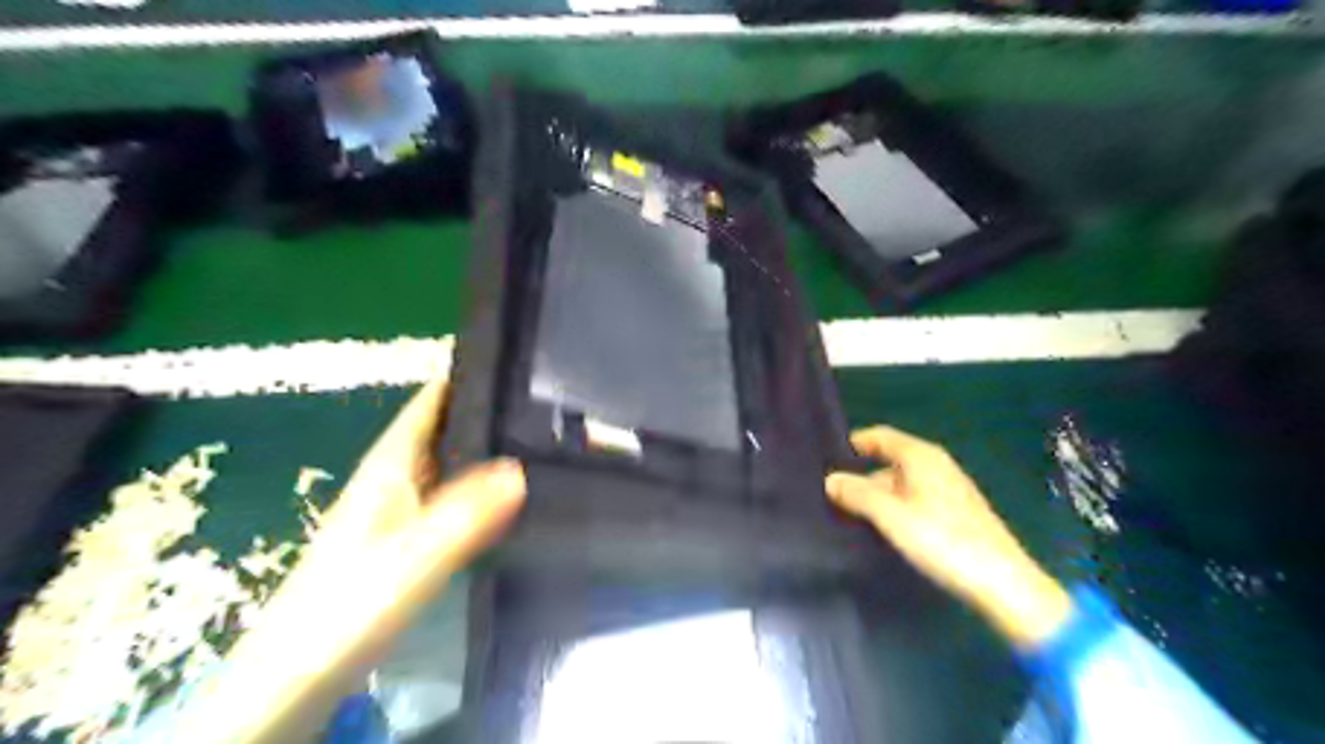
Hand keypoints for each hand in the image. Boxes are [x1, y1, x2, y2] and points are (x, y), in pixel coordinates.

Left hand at [183, 379, 526, 743]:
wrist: (300, 673)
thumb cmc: (351, 604)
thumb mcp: (414, 555)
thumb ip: (465, 513)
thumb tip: (520, 466)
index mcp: (388, 467)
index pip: (427, 405)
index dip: (461, 376)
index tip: (509, 357)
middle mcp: (391, 479)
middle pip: (439, 429)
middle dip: (482, 408)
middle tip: (540, 399)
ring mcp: (396, 511)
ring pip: (445, 462)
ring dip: (480, 445)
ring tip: (533, 436)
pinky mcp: (403, 540)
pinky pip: (448, 494)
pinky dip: (475, 483)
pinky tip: (504, 494)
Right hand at [826, 427, 1075, 648]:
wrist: (1002, 583)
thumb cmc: (942, 540)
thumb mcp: (892, 516)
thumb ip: (858, 494)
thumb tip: (830, 480)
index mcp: (922, 456)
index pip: (881, 436)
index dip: (855, 443)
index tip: (828, 459)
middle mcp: (936, 465)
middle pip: (889, 461)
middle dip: (862, 476)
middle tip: (832, 496)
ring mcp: (948, 489)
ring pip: (901, 483)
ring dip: (877, 496)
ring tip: (850, 517)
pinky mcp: (956, 513)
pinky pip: (914, 500)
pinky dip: (895, 508)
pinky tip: (884, 531)